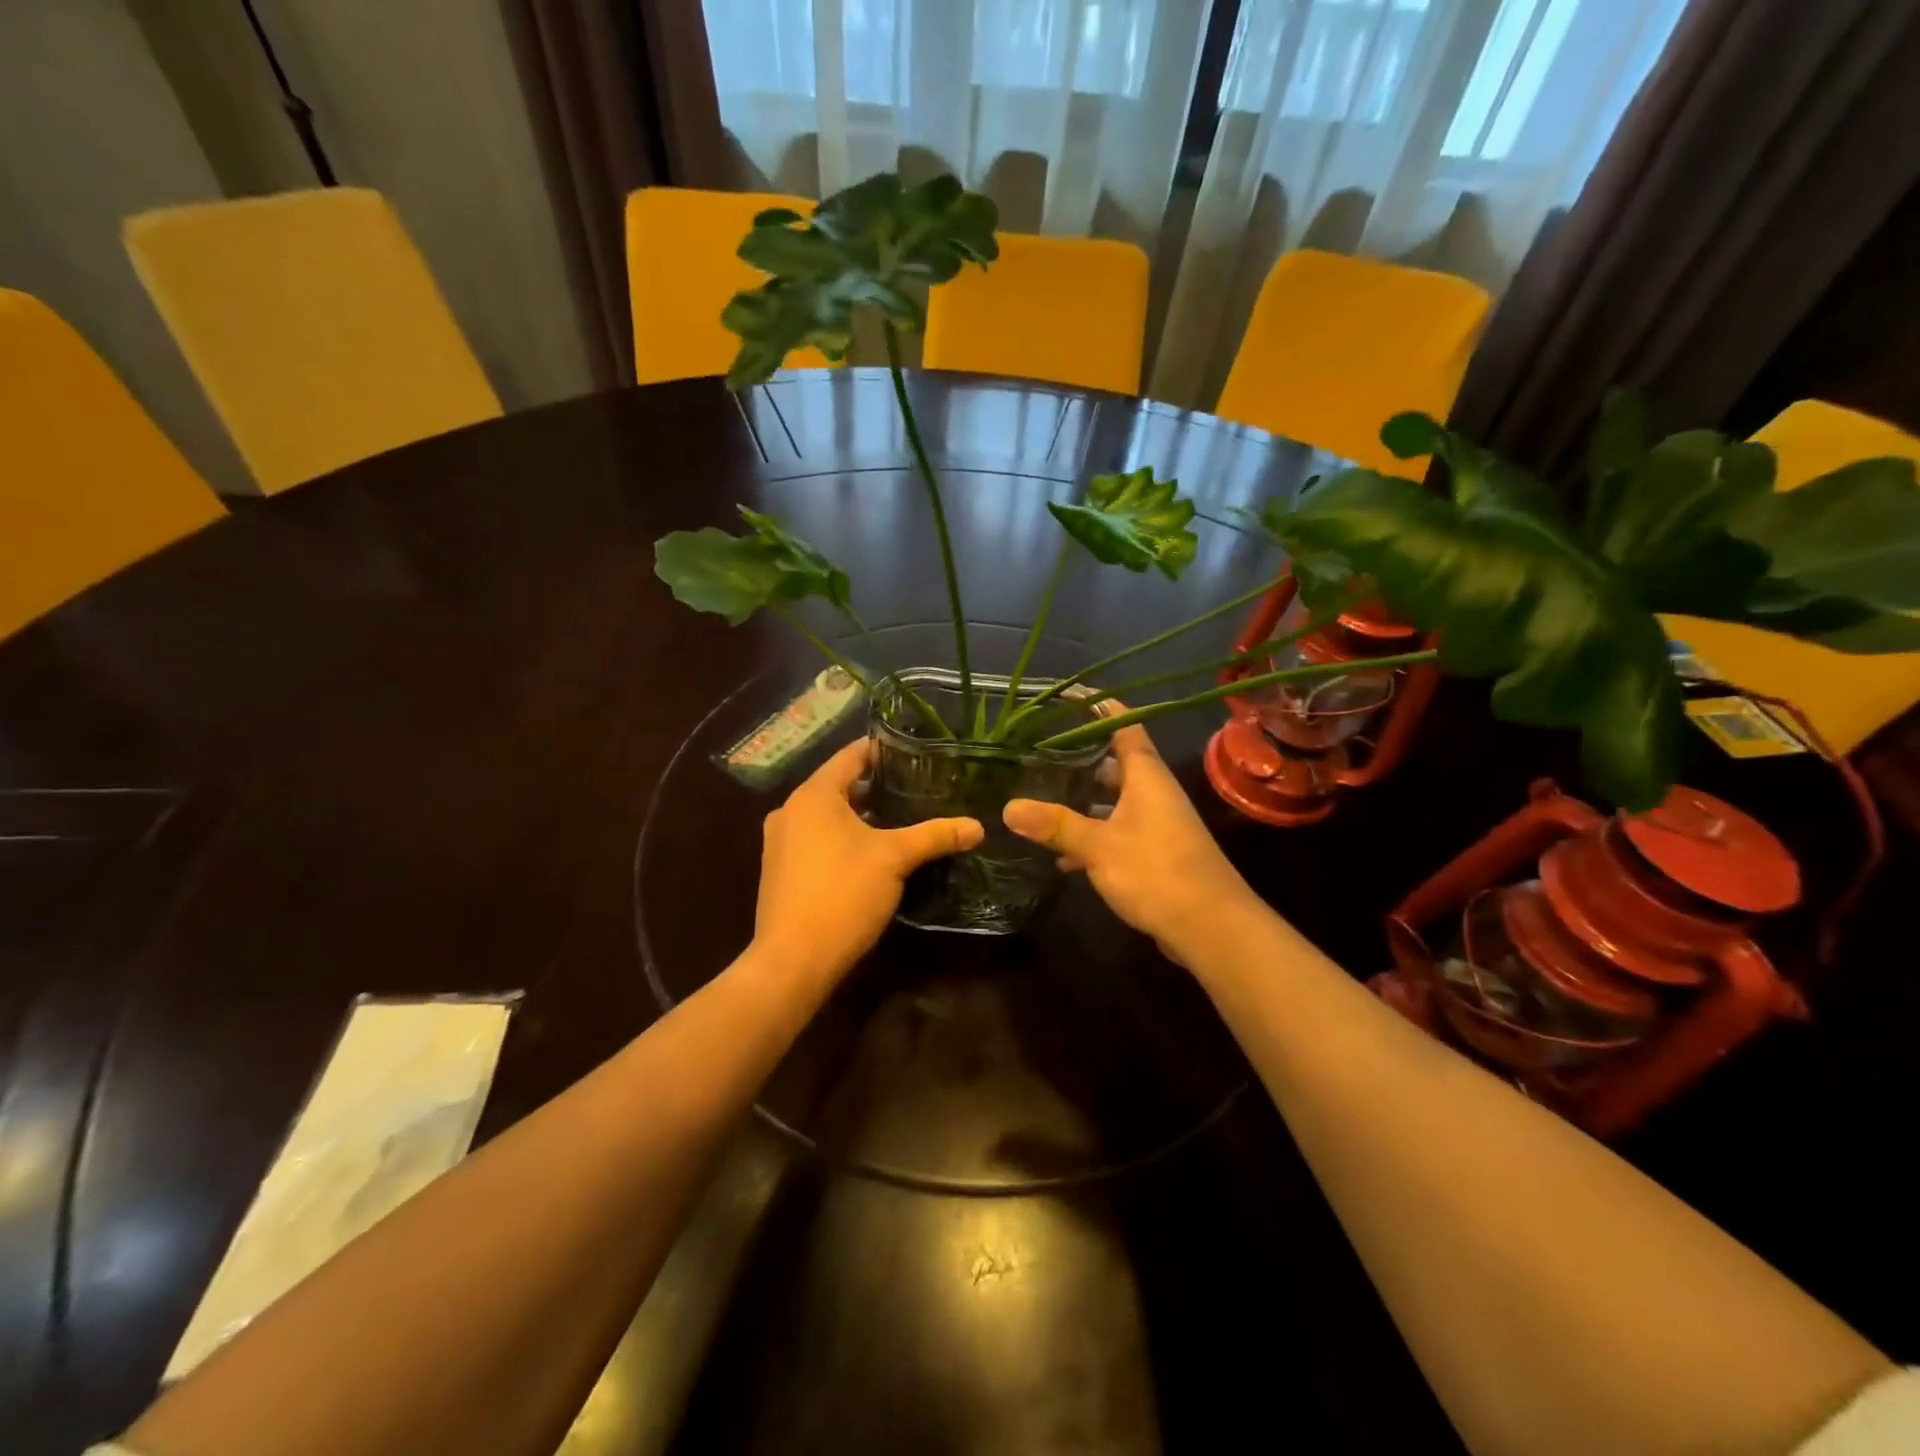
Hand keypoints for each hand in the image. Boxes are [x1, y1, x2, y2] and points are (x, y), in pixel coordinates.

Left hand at [755, 738, 982, 982]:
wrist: (793, 960)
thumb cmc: (843, 893)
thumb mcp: (895, 859)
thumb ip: (935, 836)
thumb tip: (978, 826)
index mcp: (813, 795)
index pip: (851, 756)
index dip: (883, 750)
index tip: (915, 751)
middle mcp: (791, 810)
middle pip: (840, 786)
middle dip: (878, 787)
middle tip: (918, 788)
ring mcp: (781, 842)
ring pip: (828, 817)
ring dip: (861, 816)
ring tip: (902, 820)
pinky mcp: (781, 871)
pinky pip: (817, 840)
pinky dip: (843, 838)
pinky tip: (872, 854)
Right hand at [1002, 724, 1265, 966]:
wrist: (1211, 928)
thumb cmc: (1157, 872)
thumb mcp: (1099, 846)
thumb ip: (1056, 825)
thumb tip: (1008, 807)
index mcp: (1146, 776)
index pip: (1123, 725)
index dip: (1098, 707)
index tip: (1066, 696)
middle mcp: (1153, 792)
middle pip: (1114, 762)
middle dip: (1079, 756)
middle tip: (1037, 751)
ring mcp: (1156, 823)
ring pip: (1113, 799)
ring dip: (1082, 799)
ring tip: (1040, 797)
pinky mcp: (1154, 852)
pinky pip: (1116, 831)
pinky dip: (1092, 836)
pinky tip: (1061, 856)